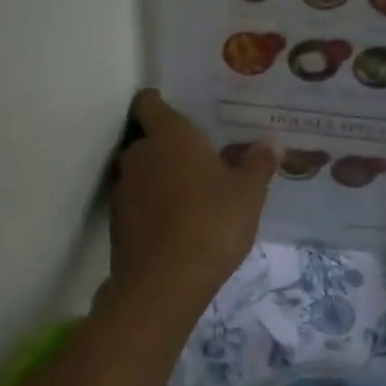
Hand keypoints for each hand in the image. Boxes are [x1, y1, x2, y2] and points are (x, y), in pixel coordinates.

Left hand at [109, 90, 274, 315]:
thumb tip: (269, 144)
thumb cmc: (212, 223)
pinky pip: (135, 204)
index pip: (149, 102)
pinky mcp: (116, 223)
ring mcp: (122, 190)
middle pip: (146, 139)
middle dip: (166, 147)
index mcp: (169, 136)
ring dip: (158, 180)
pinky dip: (150, 208)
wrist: (165, 282)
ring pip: (140, 173)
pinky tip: (175, 226)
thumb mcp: (248, 194)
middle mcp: (138, 155)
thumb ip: (257, 165)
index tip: (181, 115)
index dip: (160, 103)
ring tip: (188, 196)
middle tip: (197, 162)